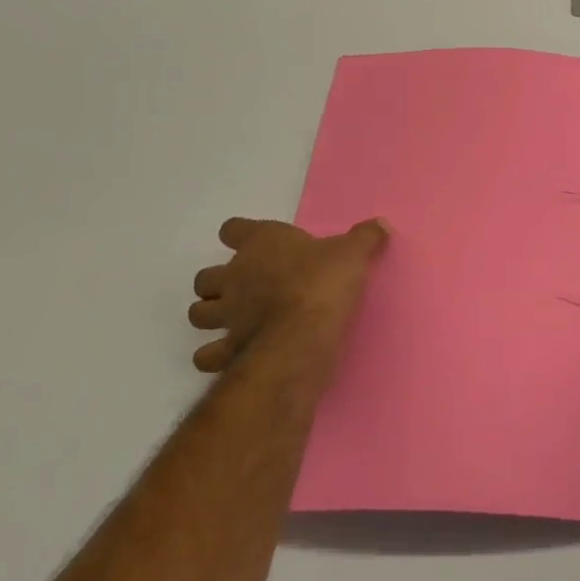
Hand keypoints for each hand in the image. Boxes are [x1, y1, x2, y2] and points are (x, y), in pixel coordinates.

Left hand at [188, 217, 388, 385]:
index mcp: (262, 243)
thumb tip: (381, 224)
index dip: (240, 235)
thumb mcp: (354, 253)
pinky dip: (215, 356)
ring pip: (198, 313)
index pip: (234, 229)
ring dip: (210, 315)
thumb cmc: (324, 282)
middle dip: (219, 282)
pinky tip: (232, 355)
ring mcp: (226, 315)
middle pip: (205, 276)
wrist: (303, 334)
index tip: (253, 242)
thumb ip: (365, 238)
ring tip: (233, 321)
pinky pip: (207, 355)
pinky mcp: (227, 349)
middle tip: (244, 288)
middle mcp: (235, 276)